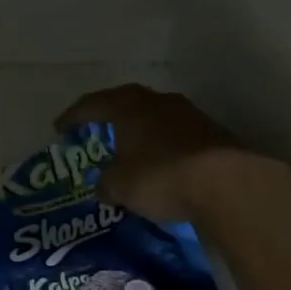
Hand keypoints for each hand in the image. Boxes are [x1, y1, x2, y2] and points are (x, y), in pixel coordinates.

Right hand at [55, 83, 258, 223]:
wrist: (230, 184)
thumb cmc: (163, 177)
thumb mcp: (122, 187)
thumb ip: (107, 183)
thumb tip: (102, 186)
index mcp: (129, 107)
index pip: (92, 104)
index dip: (73, 116)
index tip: (60, 128)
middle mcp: (158, 102)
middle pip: (126, 103)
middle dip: (110, 117)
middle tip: (97, 131)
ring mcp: (189, 114)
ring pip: (155, 117)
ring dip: (141, 131)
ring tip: (131, 148)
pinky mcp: (213, 132)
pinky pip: (178, 134)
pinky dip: (165, 145)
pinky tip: (164, 162)